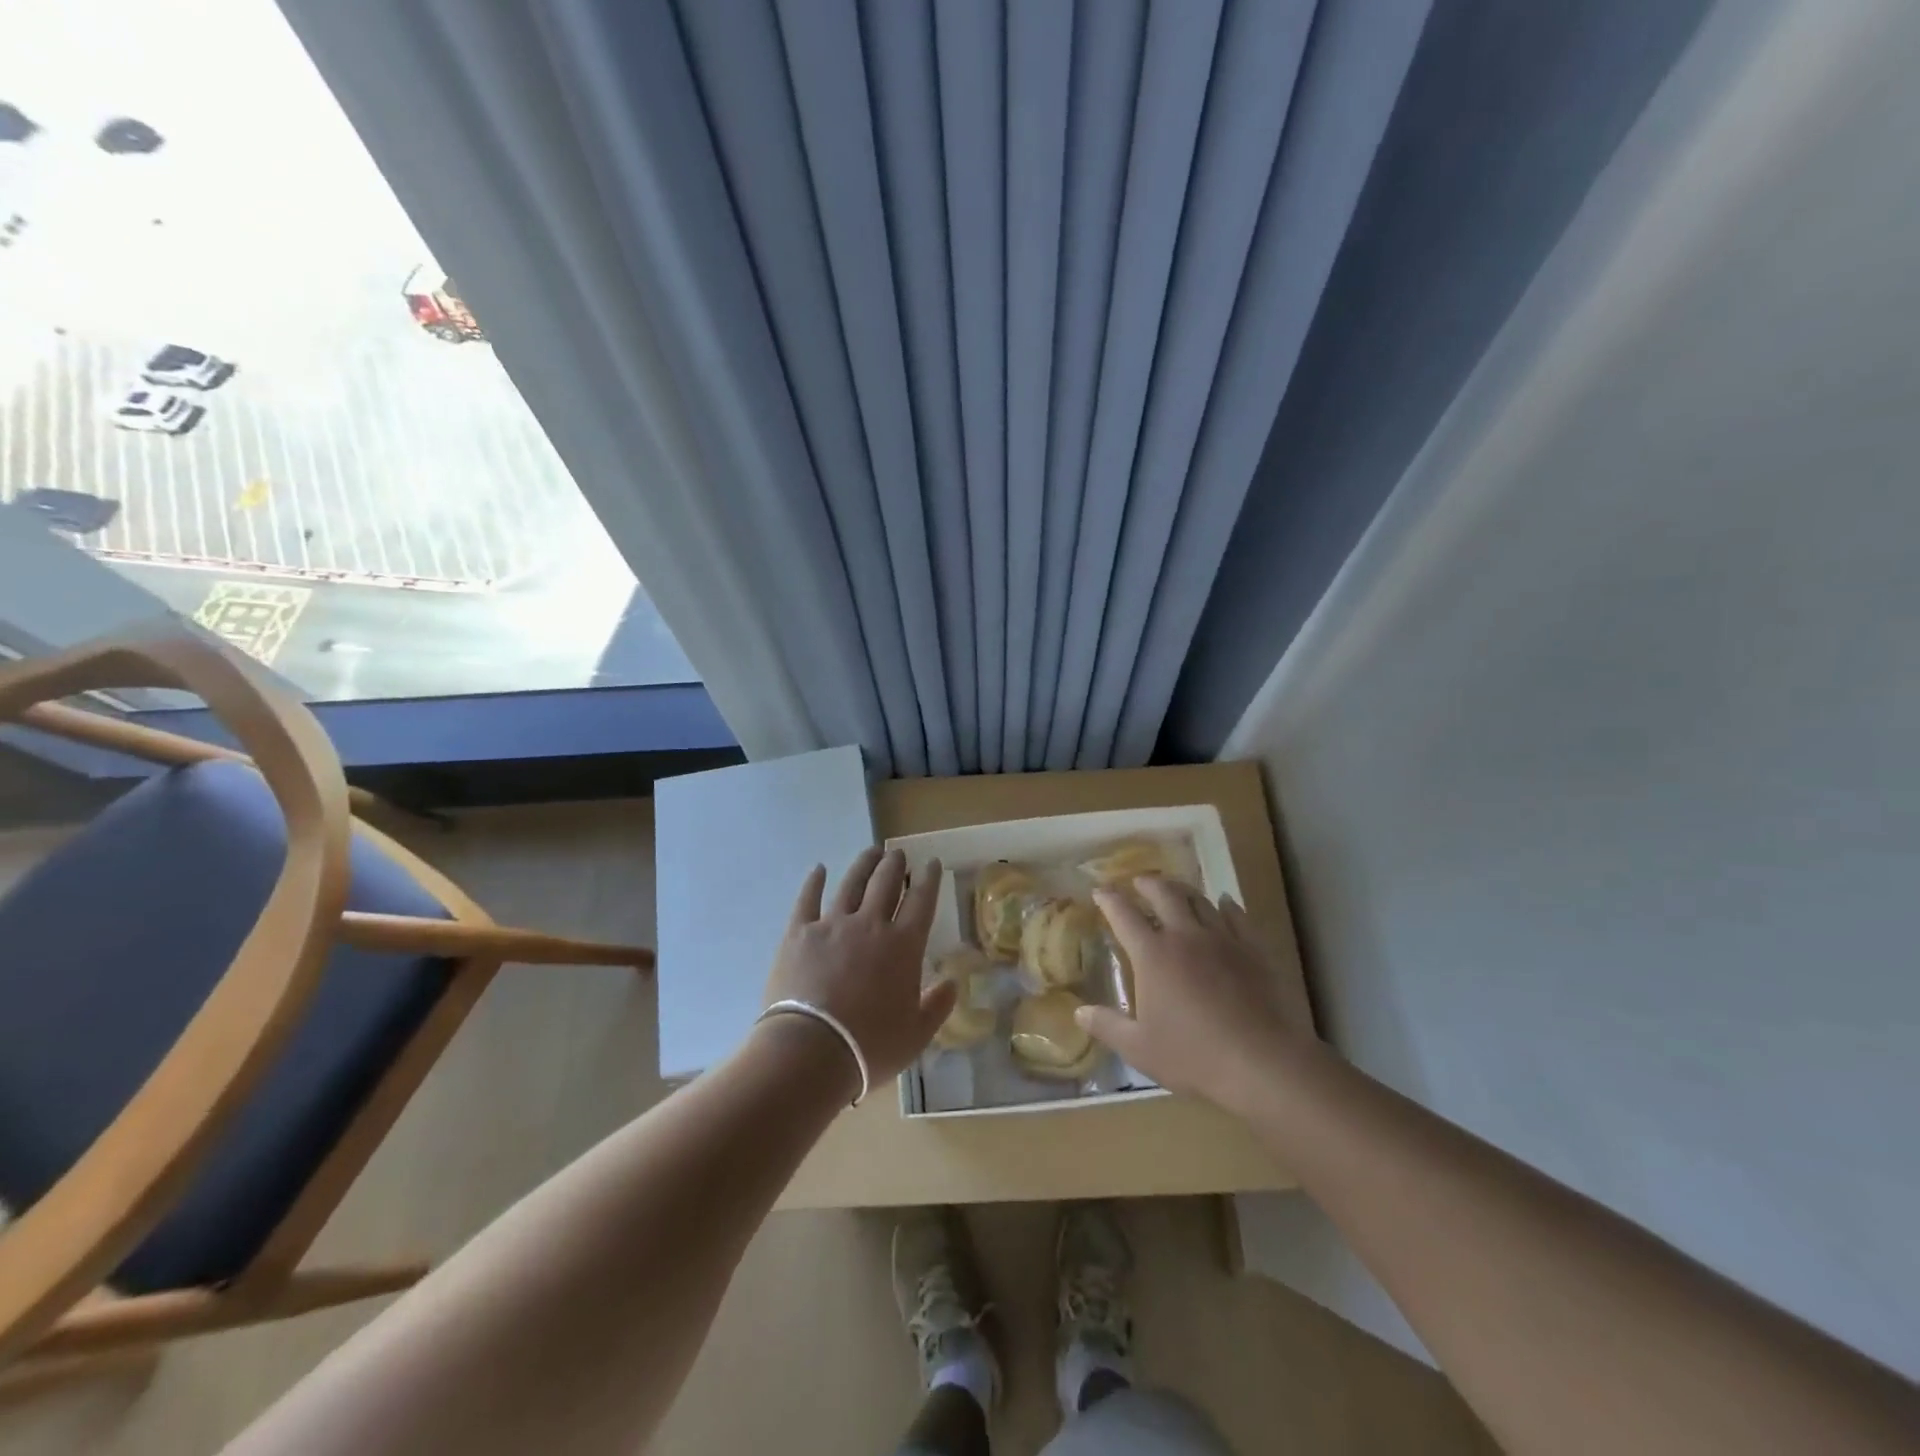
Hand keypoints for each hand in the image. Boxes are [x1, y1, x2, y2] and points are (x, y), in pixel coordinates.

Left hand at [760, 848, 956, 1093]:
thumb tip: (952, 983)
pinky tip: (819, 869)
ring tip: (871, 851)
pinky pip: (808, 899)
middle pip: (886, 883)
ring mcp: (832, 924)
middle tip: (899, 854)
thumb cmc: (869, 1047)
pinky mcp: (799, 933)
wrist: (810, 1051)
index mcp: (903, 946)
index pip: (921, 901)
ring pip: (852, 884)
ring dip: (864, 865)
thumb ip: (937, 1006)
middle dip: (896, 865)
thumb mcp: (916, 1035)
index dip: (929, 879)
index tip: (932, 863)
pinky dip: (814, 882)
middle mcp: (870, 925)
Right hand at [1079, 878, 1311, 1113]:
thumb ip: (1108, 1026)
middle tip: (1139, 882)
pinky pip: (1238, 916)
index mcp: (1153, 955)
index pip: (1124, 915)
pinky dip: (1227, 905)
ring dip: (1184, 890)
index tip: (1100, 891)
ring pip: (1200, 900)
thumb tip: (1079, 1013)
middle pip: (1164, 895)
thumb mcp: (1140, 1048)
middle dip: (1148, 884)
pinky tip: (1225, 903)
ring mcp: (1223, 939)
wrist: (1262, 1062)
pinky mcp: (1254, 949)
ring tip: (1177, 889)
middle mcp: (1185, 936)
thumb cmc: (1194, 1056)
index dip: (1109, 900)